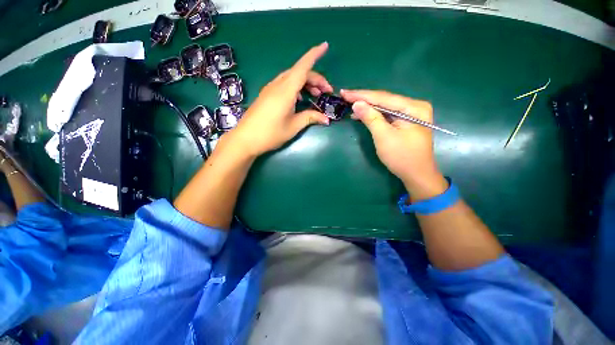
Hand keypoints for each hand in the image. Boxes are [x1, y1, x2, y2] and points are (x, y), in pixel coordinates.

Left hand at [227, 42, 332, 157]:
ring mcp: (270, 89)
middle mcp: (277, 85)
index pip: (302, 67)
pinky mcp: (266, 95)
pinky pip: (284, 84)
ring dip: (305, 83)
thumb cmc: (270, 134)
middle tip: (326, 92)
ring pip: (291, 78)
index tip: (325, 46)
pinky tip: (299, 99)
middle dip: (315, 79)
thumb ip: (310, 118)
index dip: (314, 55)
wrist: (245, 139)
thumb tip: (326, 119)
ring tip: (315, 96)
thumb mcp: (293, 127)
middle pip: (299, 73)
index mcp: (286, 91)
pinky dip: (296, 87)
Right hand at [340, 90, 447, 199]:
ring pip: (384, 107)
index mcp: (413, 107)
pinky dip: (374, 115)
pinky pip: (387, 115)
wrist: (417, 174)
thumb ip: (371, 118)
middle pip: (384, 100)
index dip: (362, 95)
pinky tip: (362, 114)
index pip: (383, 97)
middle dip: (364, 99)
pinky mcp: (405, 122)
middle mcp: (414, 106)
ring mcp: (411, 114)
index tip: (345, 93)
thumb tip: (357, 104)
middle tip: (345, 96)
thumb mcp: (384, 137)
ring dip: (367, 107)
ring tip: (350, 104)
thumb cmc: (401, 157)